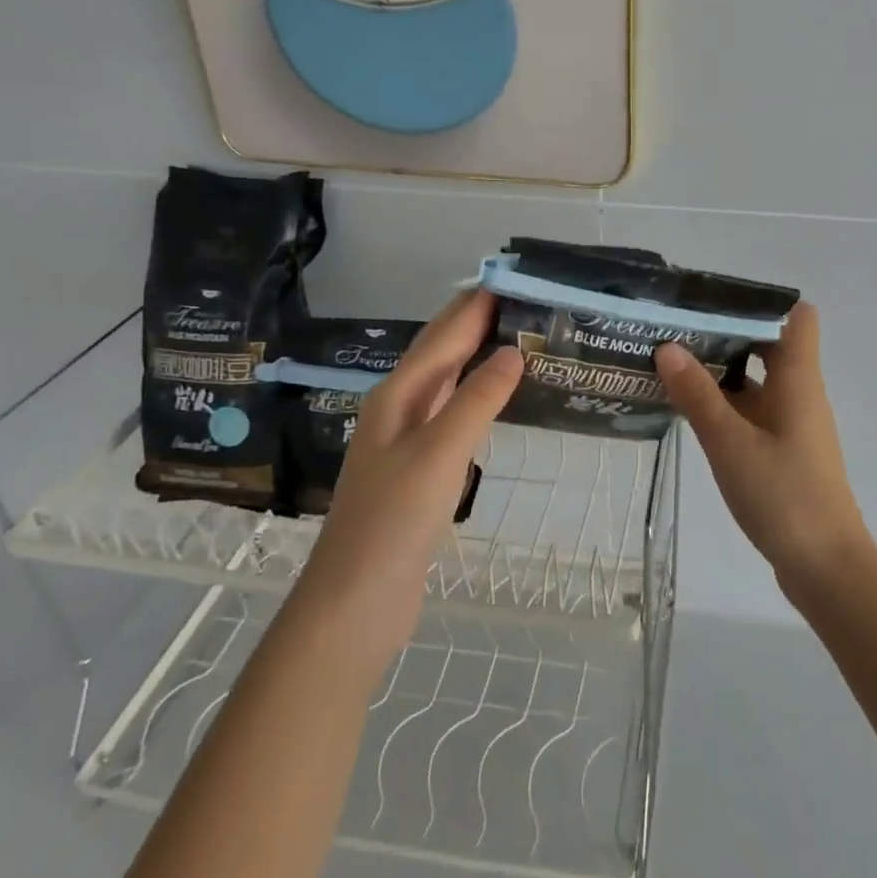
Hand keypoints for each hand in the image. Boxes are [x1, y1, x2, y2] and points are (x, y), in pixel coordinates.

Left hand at [299, 291, 522, 664]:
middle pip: (439, 351)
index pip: (443, 334)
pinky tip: (493, 399)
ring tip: (514, 336)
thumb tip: (512, 351)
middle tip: (521, 299)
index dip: (475, 304)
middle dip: (474, 321)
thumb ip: (477, 400)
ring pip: (445, 381)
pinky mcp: (417, 468)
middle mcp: (398, 407)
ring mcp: (405, 439)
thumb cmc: (394, 520)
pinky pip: (450, 413)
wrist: (356, 600)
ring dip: (474, 355)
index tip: (512, 277)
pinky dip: (474, 394)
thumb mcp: (440, 453)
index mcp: (398, 394)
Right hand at [654, 303, 871, 594]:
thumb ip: (699, 395)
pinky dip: (724, 405)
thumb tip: (668, 346)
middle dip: (725, 335)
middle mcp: (799, 394)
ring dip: (720, 372)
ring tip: (670, 364)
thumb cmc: (784, 497)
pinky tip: (688, 411)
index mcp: (798, 380)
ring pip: (756, 382)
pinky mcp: (782, 452)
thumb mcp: (731, 444)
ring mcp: (792, 425)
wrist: (826, 568)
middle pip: (768, 345)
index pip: (797, 318)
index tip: (715, 304)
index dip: (762, 303)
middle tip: (676, 331)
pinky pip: (752, 413)